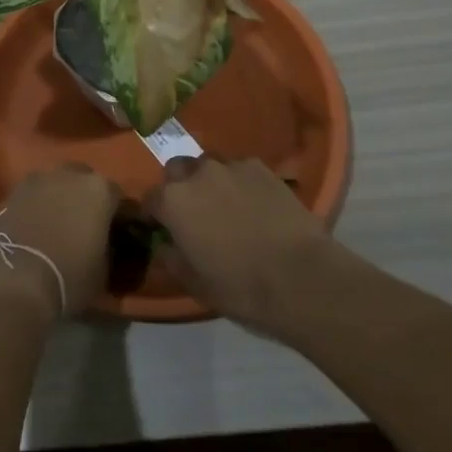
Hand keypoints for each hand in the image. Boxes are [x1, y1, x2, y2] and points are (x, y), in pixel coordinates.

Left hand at [0, 164, 115, 318]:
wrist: (13, 280)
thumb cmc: (69, 276)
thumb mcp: (103, 272)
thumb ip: (108, 249)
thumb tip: (104, 247)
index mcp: (99, 189)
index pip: (117, 196)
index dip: (117, 215)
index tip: (116, 232)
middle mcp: (69, 174)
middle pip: (83, 181)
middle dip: (85, 199)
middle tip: (85, 225)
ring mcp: (37, 180)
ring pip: (55, 185)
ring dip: (58, 199)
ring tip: (56, 227)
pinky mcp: (10, 192)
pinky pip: (31, 196)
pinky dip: (35, 208)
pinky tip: (34, 229)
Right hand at [145, 155, 333, 331]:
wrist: (301, 276)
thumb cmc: (240, 286)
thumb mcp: (194, 284)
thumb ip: (171, 259)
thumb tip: (163, 246)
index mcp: (173, 201)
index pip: (150, 199)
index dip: (154, 215)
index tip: (161, 229)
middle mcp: (197, 174)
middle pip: (177, 170)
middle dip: (179, 187)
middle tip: (194, 213)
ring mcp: (231, 167)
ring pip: (209, 165)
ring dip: (209, 181)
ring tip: (225, 206)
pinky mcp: (261, 168)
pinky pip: (240, 169)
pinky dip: (239, 182)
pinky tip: (254, 204)